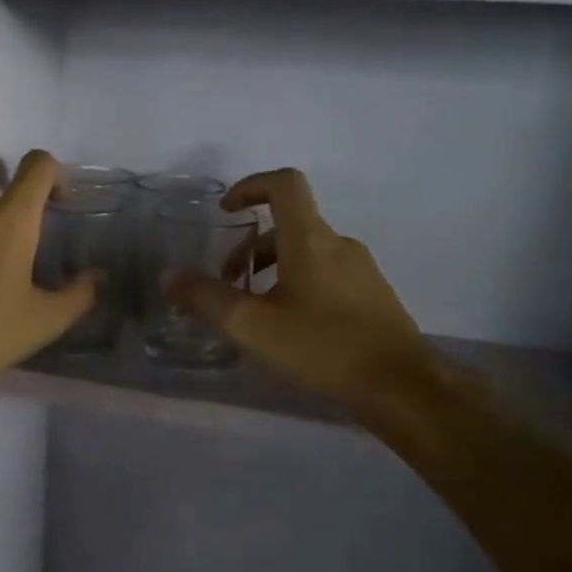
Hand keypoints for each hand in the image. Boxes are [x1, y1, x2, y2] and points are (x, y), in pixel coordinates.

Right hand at [167, 168, 434, 413]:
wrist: (402, 388)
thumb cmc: (323, 348)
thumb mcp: (252, 326)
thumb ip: (206, 298)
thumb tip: (169, 276)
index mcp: (311, 239)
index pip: (284, 183)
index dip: (250, 185)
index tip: (226, 211)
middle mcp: (339, 244)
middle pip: (289, 226)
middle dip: (251, 248)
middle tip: (228, 284)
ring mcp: (362, 270)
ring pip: (307, 254)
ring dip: (273, 270)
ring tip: (254, 312)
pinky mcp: (373, 297)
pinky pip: (327, 275)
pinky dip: (299, 286)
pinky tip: (290, 330)